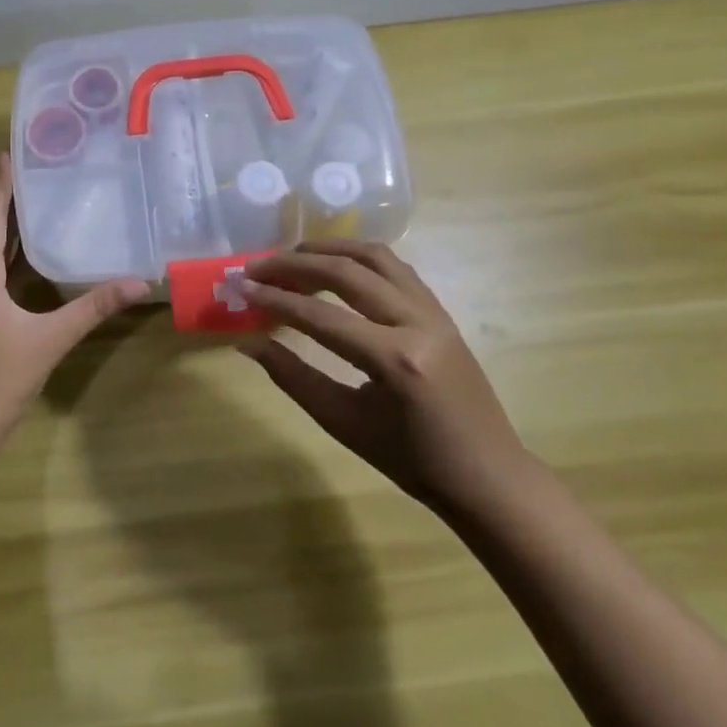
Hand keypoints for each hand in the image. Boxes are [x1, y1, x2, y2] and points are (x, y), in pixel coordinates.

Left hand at [0, 153, 150, 453]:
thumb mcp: (50, 340)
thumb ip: (92, 308)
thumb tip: (138, 283)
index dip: (0, 184)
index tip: (9, 152)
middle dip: (6, 199)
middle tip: (35, 170)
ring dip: (5, 227)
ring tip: (35, 203)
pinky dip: (5, 255)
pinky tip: (28, 257)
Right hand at [238, 240, 533, 520]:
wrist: (487, 476)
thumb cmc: (412, 461)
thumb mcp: (343, 423)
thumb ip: (293, 377)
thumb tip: (248, 342)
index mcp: (395, 360)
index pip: (320, 316)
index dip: (275, 299)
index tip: (240, 288)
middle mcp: (417, 322)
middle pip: (347, 272)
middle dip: (295, 264)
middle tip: (257, 268)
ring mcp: (434, 311)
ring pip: (375, 256)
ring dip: (329, 250)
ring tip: (292, 257)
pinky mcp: (440, 310)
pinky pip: (396, 268)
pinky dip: (359, 258)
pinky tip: (335, 267)